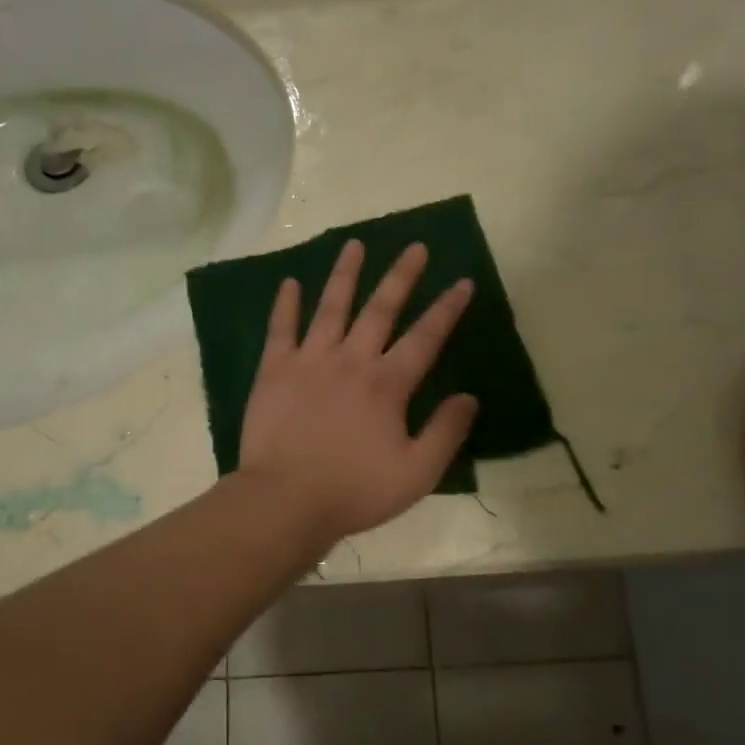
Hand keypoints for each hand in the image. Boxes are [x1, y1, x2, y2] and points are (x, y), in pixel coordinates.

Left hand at [238, 239, 478, 545]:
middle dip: (402, 276)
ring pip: (331, 307)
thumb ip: (446, 432)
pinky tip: (289, 282)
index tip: (463, 281)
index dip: (447, 309)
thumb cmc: (354, 490)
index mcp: (387, 384)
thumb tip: (469, 397)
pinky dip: (285, 304)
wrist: (286, 500)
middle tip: (415, 247)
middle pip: (381, 309)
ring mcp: (310, 361)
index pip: (425, 337)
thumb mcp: (417, 473)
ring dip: (345, 274)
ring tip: (354, 244)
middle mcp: (351, 360)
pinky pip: (281, 329)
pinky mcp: (275, 371)